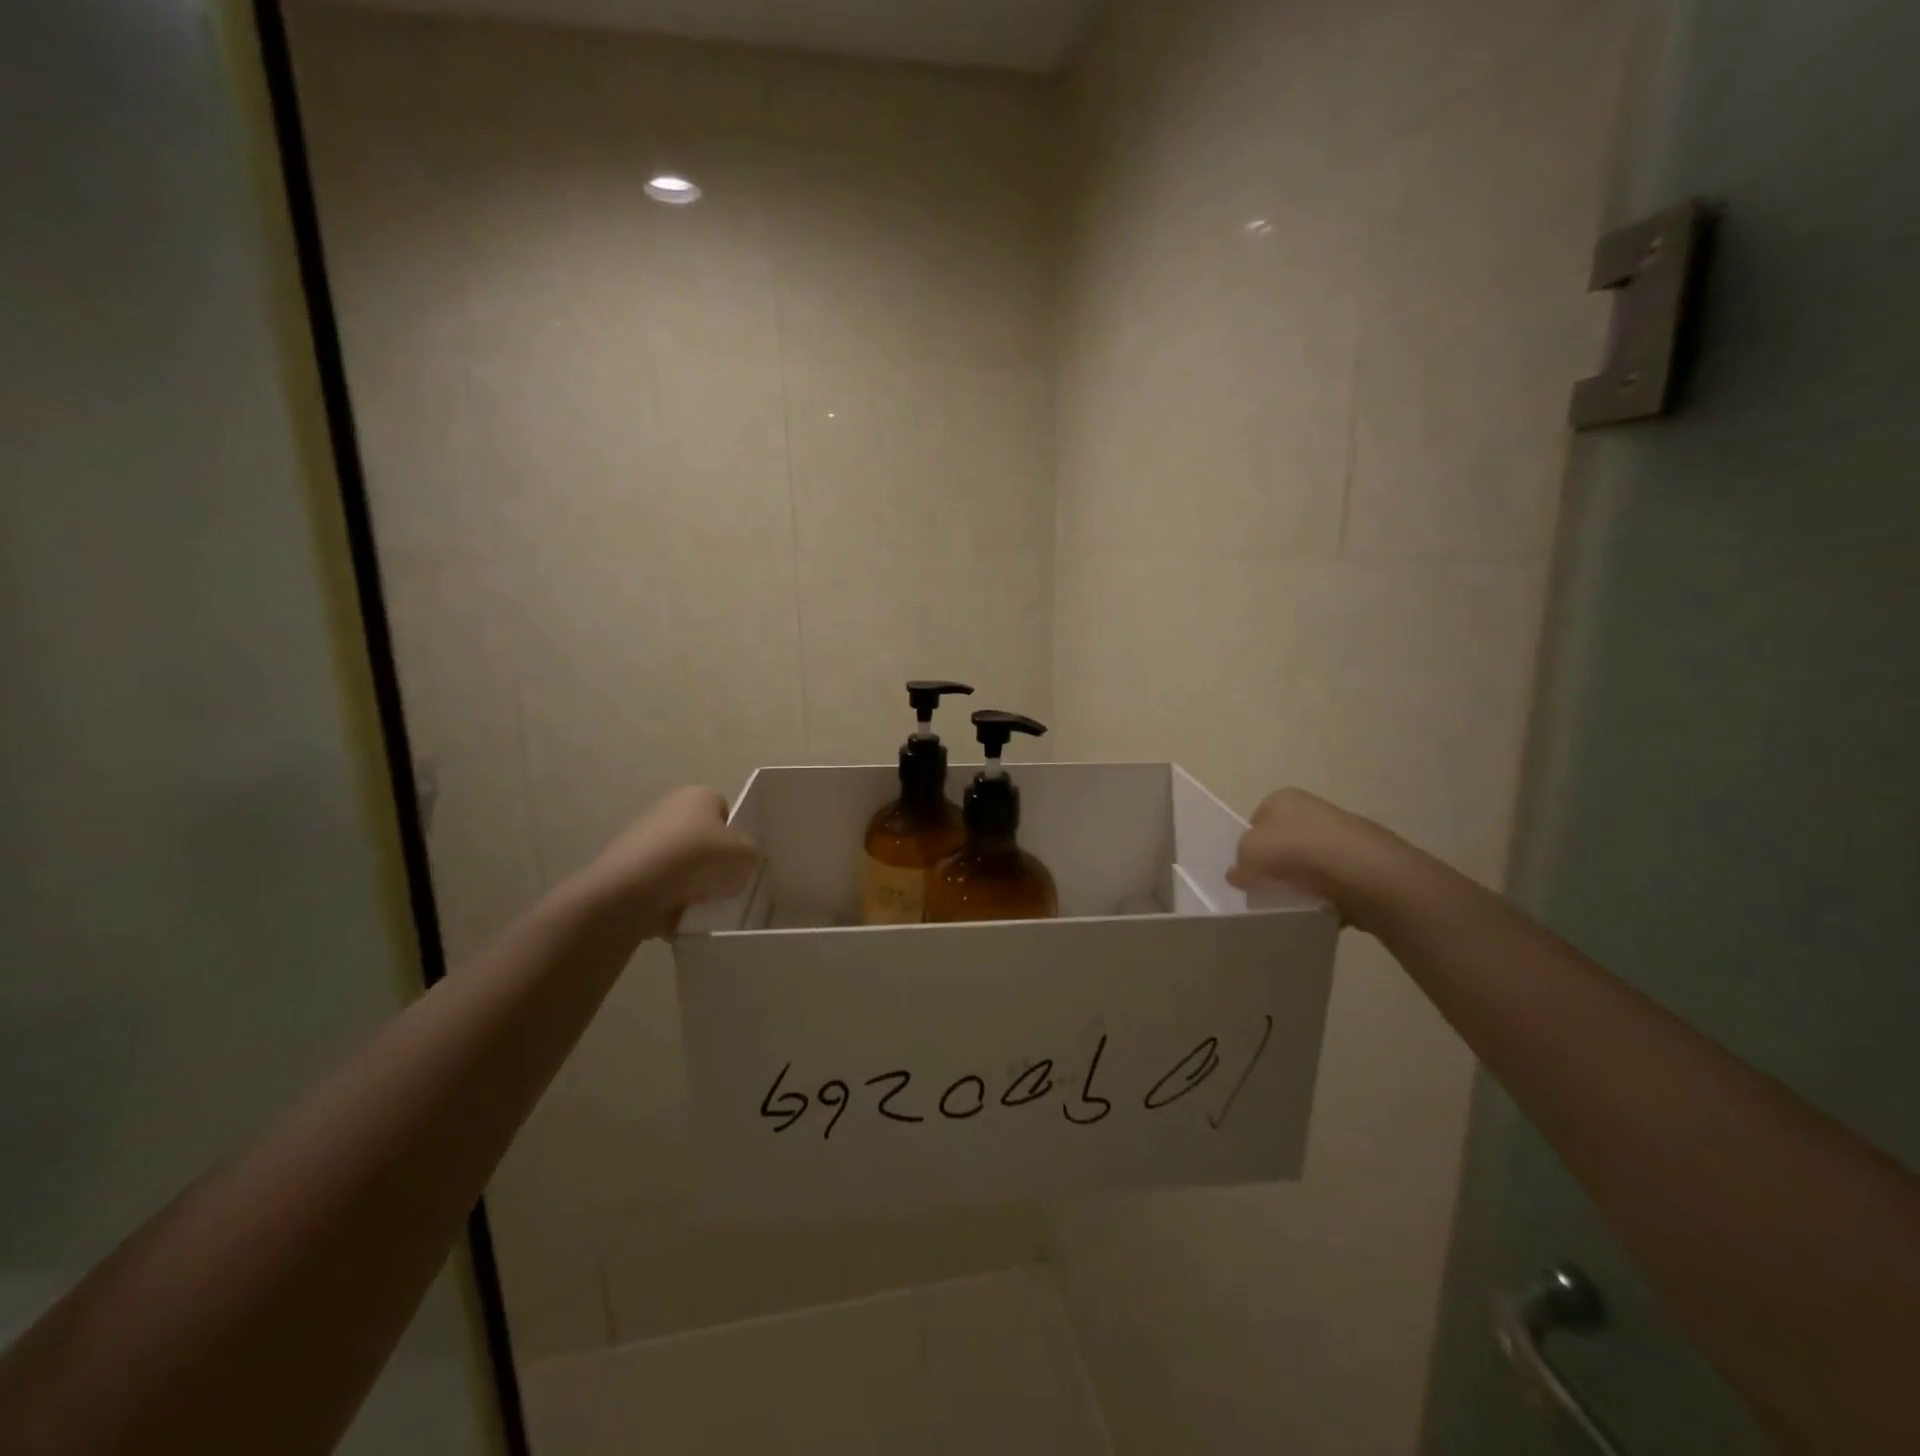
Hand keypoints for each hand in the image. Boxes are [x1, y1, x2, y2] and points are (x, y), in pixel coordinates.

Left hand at [575, 786, 759, 937]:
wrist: (631, 890)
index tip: (737, 860)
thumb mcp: (746, 857)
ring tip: (698, 904)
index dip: (734, 835)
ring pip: (677, 861)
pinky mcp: (622, 865)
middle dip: (710, 860)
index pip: (725, 810)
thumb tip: (739, 860)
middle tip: (722, 883)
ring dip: (688, 881)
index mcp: (699, 794)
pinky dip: (665, 897)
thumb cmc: (696, 860)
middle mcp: (667, 806)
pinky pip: (655, 882)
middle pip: (700, 836)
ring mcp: (640, 835)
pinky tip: (673, 913)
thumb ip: (750, 854)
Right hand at [1228, 788, 1407, 932]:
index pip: (1256, 820)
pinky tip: (1319, 910)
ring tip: (1293, 904)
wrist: (1367, 874)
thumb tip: (1239, 874)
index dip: (1249, 846)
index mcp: (1283, 798)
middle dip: (1275, 866)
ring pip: (1308, 864)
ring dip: (1300, 883)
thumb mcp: (1250, 852)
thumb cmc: (1299, 852)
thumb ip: (1239, 862)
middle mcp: (1313, 810)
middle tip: (1267, 889)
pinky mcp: (1362, 865)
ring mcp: (1341, 837)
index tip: (1248, 870)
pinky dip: (1326, 897)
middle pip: (1283, 842)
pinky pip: (1333, 883)